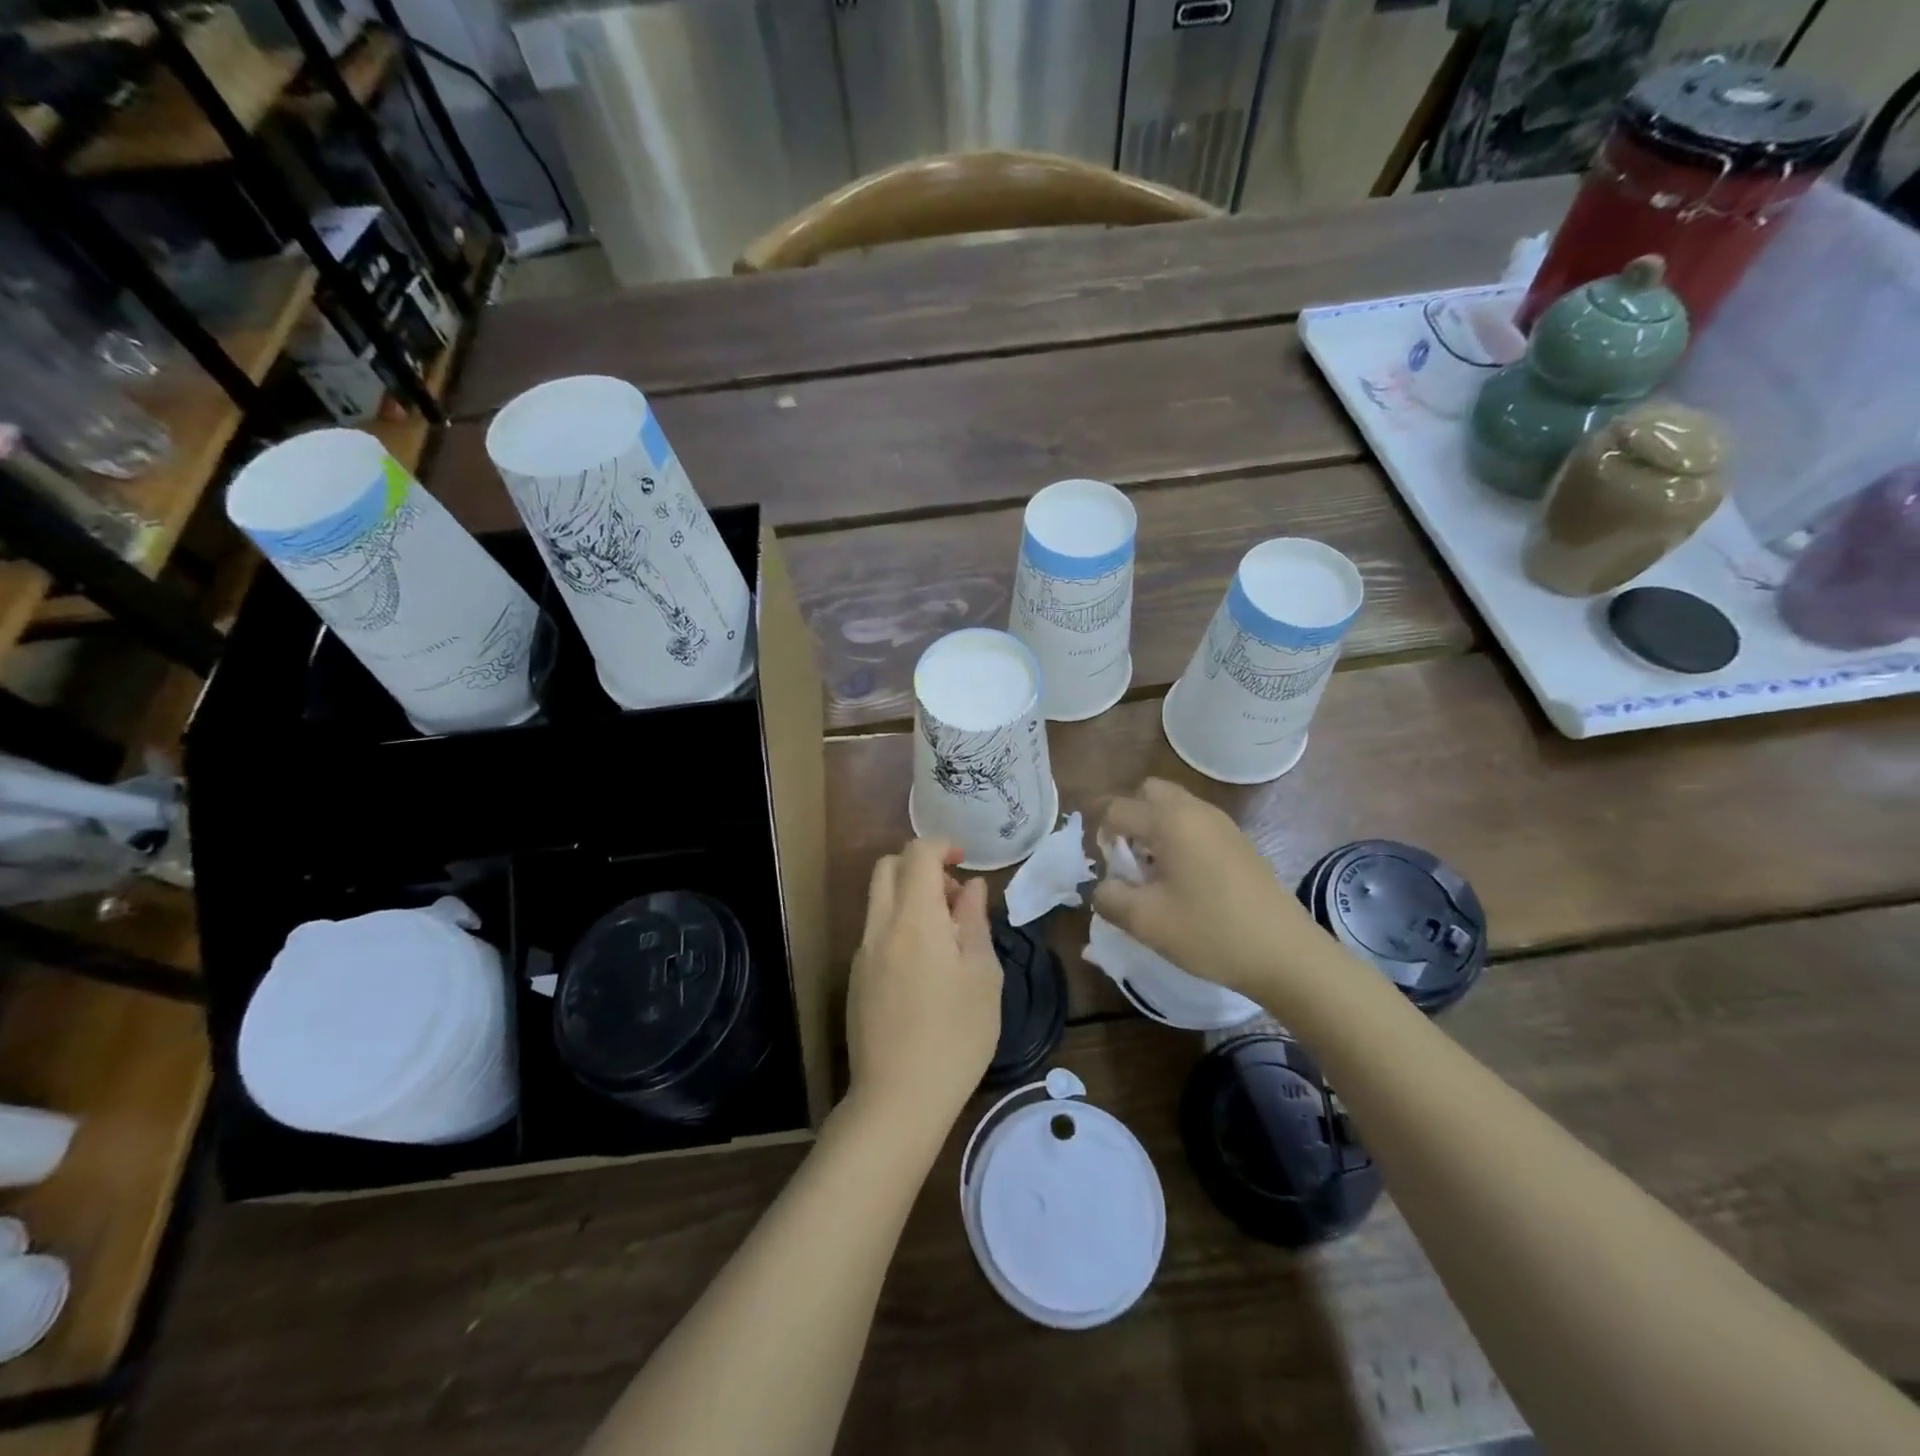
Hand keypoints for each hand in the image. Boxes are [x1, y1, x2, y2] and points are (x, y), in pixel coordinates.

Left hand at [846, 838, 1003, 1130]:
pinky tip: (925, 969)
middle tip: (954, 899)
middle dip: (921, 866)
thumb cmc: (956, 1035)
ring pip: (879, 899)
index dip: (942, 846)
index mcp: (914, 918)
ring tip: (947, 937)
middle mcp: (880, 926)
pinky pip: (876, 931)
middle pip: (888, 868)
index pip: (917, 853)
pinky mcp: (856, 979)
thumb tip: (971, 888)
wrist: (897, 1099)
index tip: (966, 862)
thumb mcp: (983, 976)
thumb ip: (975, 922)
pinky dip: (899, 925)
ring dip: (910, 897)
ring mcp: (862, 953)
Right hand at [1093, 778, 1319, 1000]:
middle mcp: (1195, 810)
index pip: (1116, 808)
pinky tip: (1184, 881)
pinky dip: (1179, 839)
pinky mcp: (1239, 842)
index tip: (1105, 868)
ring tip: (1154, 873)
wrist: (1286, 954)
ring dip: (1154, 829)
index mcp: (1169, 820)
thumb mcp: (1146, 921)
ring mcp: (1222, 824)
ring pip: (1174, 807)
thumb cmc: (1211, 932)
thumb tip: (1102, 887)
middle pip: (1148, 792)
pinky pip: (1196, 824)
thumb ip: (1109, 897)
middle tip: (1128, 858)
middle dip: (1129, 818)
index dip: (1099, 834)